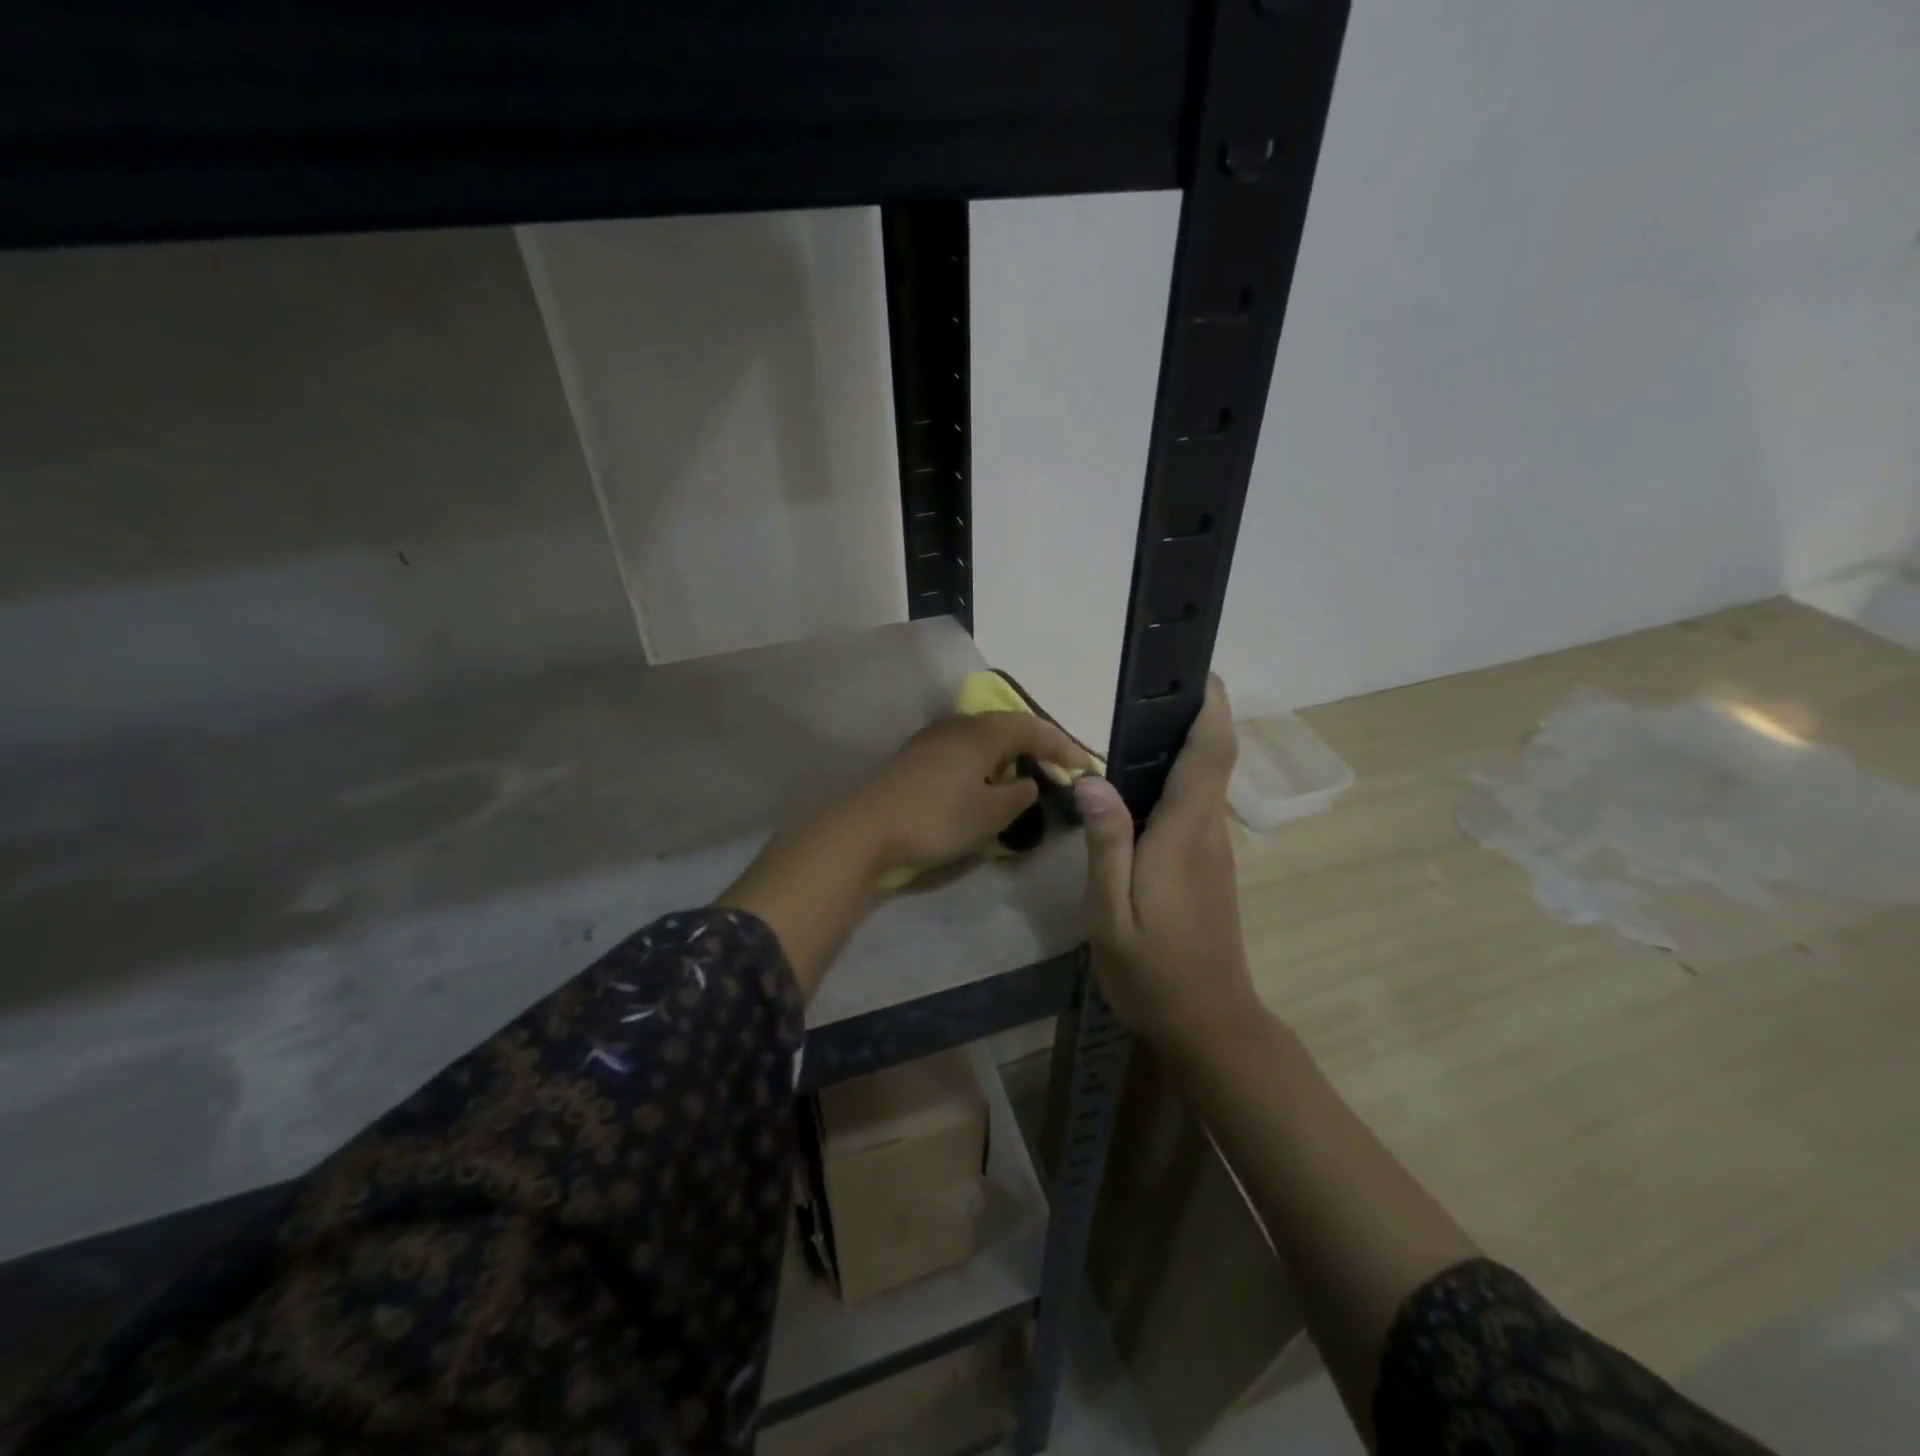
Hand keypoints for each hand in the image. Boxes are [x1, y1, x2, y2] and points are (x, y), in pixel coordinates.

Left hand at [851, 711, 1091, 869]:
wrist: (867, 827)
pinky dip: (987, 758)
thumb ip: (1019, 795)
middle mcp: (961, 724)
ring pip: (985, 734)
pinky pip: (966, 746)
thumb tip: (1028, 782)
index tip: (1086, 767)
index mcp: (984, 732)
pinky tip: (987, 777)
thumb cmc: (936, 818)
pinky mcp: (918, 754)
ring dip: (1011, 750)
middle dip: (1039, 744)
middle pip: (1010, 725)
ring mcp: (935, 736)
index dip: (1064, 747)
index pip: (1035, 729)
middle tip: (1060, 766)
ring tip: (1027, 771)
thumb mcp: (990, 814)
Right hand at [1075, 676, 1262, 1049]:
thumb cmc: (1152, 973)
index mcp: (1183, 835)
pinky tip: (1137, 790)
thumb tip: (1091, 778)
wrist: (1209, 1025)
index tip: (1197, 672)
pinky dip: (1176, 781)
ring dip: (1182, 747)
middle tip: (1147, 690)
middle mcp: (1208, 832)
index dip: (1210, 708)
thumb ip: (1106, 844)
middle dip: (1192, 716)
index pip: (1209, 755)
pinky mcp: (1210, 867)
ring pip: (1204, 783)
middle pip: (1211, 759)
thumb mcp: (1110, 914)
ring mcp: (1214, 850)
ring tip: (1134, 726)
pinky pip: (1195, 807)